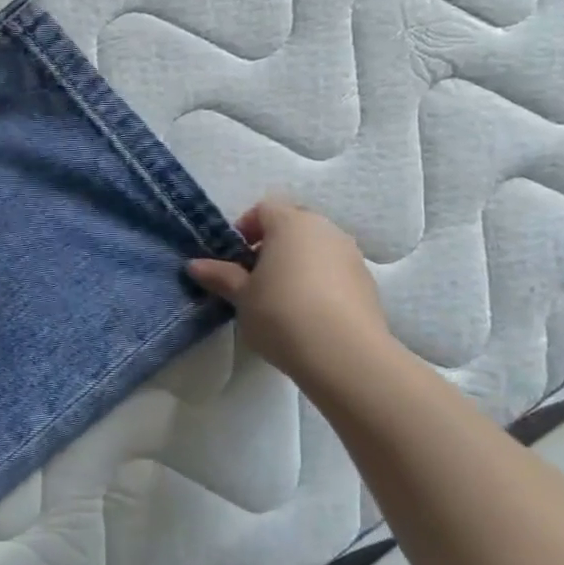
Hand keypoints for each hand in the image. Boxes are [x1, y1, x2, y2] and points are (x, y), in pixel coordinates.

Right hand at [188, 198, 394, 392]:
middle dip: (271, 246)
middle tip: (253, 277)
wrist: (345, 355)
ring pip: (316, 249)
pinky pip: (334, 272)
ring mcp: (351, 255)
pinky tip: (307, 314)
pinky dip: (319, 283)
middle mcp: (325, 230)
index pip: (264, 209)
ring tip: (280, 299)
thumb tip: (195, 265)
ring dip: (297, 264)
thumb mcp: (241, 297)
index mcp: (291, 223)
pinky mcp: (368, 284)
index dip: (245, 229)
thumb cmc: (282, 314)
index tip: (234, 258)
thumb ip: (220, 276)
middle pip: (293, 226)